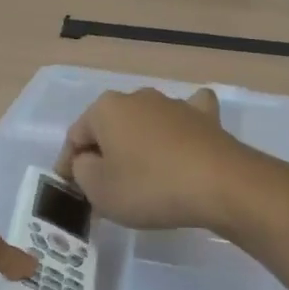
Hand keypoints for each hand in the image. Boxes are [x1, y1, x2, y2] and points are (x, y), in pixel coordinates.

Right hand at [55, 87, 261, 232]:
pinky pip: (184, 120)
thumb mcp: (99, 190)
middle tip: (104, 190)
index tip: (71, 192)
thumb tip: (89, 162)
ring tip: (141, 178)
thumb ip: (81, 172)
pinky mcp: (206, 117)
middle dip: (104, 155)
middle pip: (110, 129)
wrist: (220, 185)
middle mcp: (138, 97)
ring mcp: (175, 104)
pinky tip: (181, 141)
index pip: (75, 137)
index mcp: (106, 109)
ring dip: (138, 146)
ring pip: (145, 124)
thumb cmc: (149, 187)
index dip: (68, 167)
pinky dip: (178, 130)